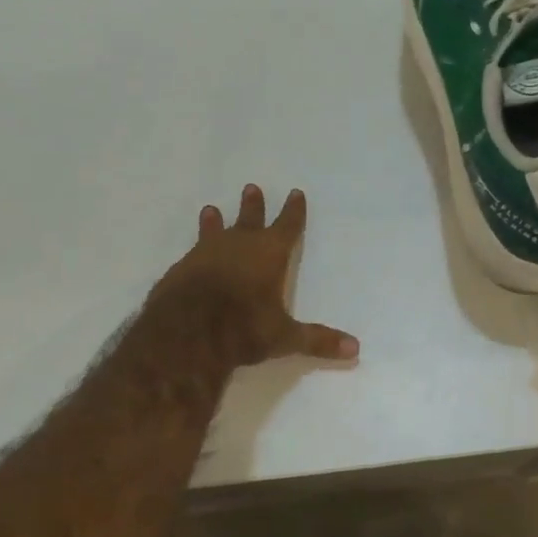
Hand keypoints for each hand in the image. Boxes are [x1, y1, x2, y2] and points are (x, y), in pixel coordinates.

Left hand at [145, 185, 359, 369]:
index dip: (293, 211)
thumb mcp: (284, 337)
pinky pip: (193, 253)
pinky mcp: (181, 269)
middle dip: (253, 206)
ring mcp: (206, 254)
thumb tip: (355, 348)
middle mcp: (239, 246)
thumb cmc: (243, 327)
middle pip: (250, 219)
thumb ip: (317, 340)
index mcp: (269, 254)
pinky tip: (191, 253)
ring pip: (215, 231)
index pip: (287, 226)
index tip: (295, 193)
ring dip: (215, 221)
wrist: (185, 332)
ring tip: (211, 210)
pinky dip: (196, 249)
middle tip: (251, 188)